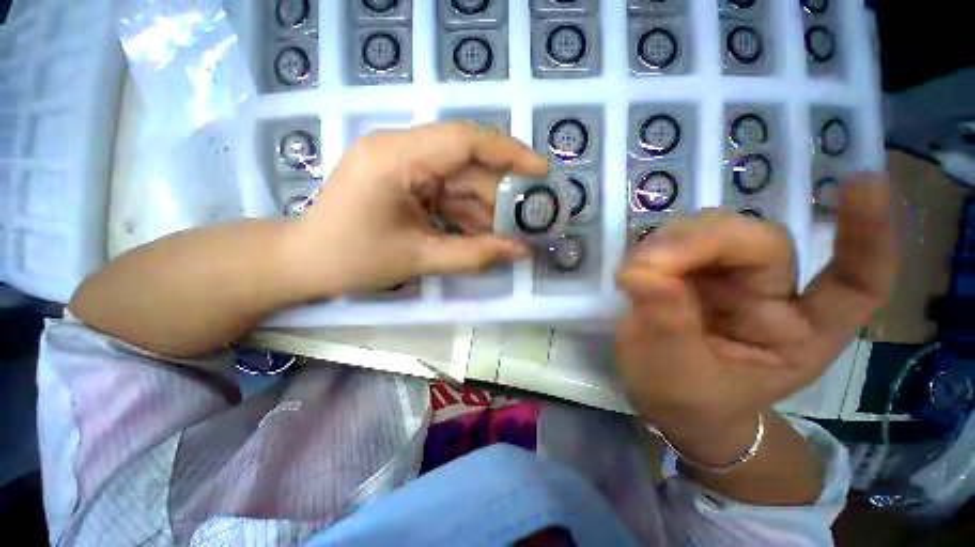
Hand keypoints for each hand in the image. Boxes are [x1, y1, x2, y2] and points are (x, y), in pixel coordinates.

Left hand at [284, 122, 548, 296]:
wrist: (306, 261)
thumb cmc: (352, 259)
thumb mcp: (418, 259)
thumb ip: (473, 255)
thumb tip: (520, 251)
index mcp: (397, 158)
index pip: (465, 140)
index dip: (509, 153)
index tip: (541, 172)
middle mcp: (401, 150)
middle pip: (467, 164)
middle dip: (499, 194)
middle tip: (528, 219)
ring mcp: (403, 164)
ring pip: (460, 180)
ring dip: (485, 209)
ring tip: (508, 234)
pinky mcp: (405, 180)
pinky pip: (446, 192)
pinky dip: (466, 213)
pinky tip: (482, 233)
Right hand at [615, 174, 893, 462]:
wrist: (666, 400)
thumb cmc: (686, 400)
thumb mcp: (677, 376)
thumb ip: (667, 326)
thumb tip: (645, 273)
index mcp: (798, 334)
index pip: (855, 282)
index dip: (866, 233)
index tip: (863, 182)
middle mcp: (771, 296)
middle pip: (760, 243)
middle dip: (704, 243)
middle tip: (649, 264)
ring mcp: (728, 279)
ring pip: (714, 232)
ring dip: (671, 242)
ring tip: (635, 272)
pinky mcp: (690, 271)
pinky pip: (676, 242)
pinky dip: (653, 248)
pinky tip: (634, 268)